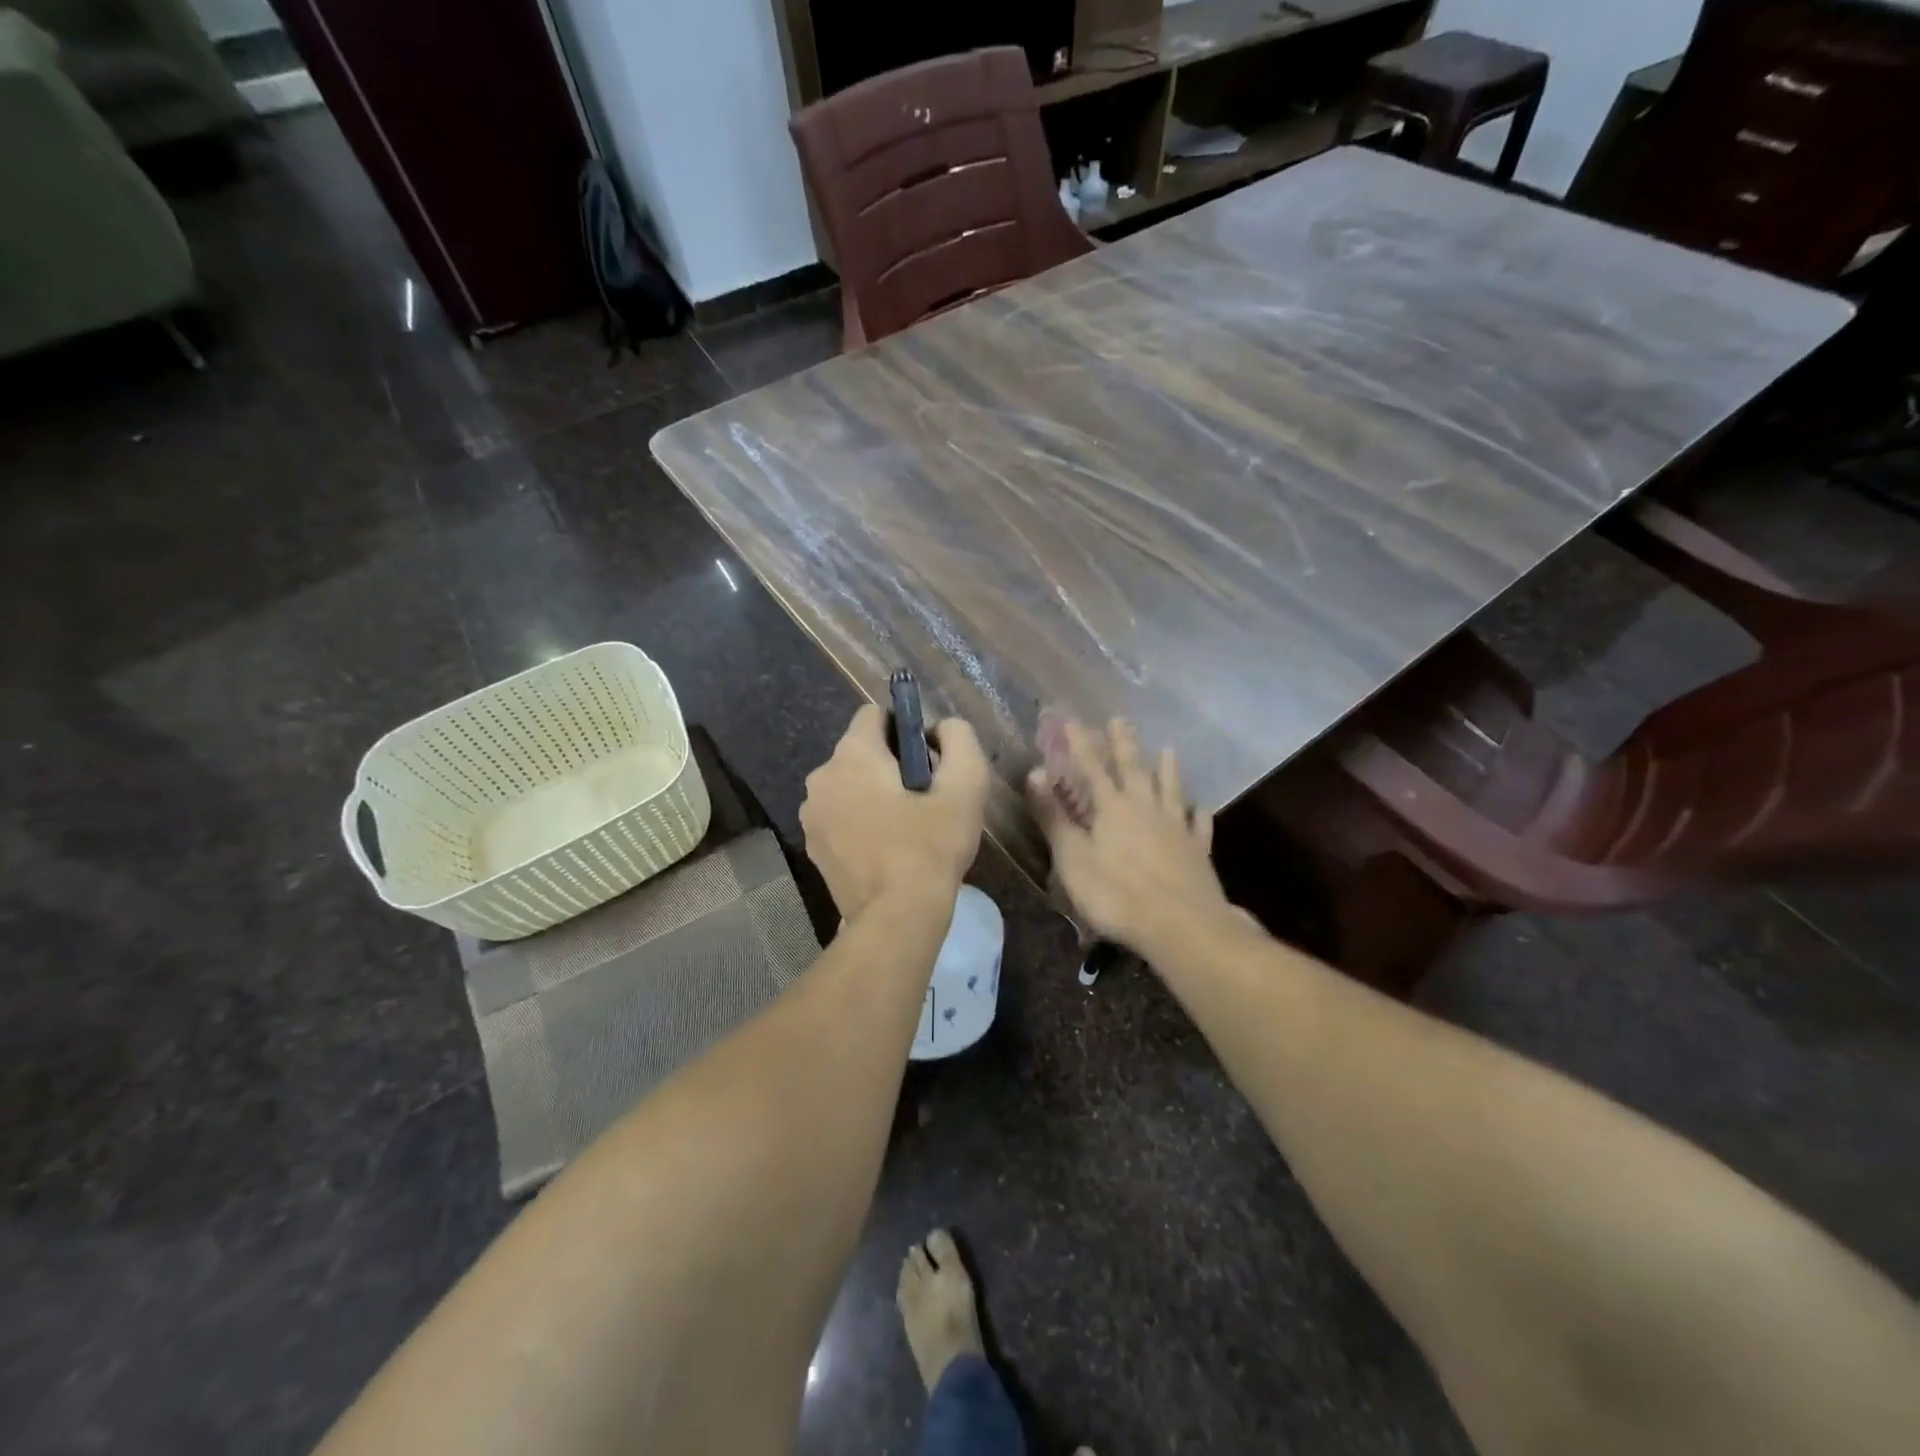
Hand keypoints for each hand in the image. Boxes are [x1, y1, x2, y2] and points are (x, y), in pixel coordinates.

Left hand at [801, 704, 989, 922]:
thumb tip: (941, 728)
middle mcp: (821, 777)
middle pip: (861, 752)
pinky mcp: (813, 846)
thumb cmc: (931, 844)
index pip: (874, 714)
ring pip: (849, 785)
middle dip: (891, 764)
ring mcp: (812, 814)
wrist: (897, 916)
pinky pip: (840, 816)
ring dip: (873, 794)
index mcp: (852, 754)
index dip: (905, 728)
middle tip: (924, 798)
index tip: (928, 760)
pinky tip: (886, 849)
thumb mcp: (966, 783)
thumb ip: (958, 738)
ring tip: (906, 827)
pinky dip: (860, 821)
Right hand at [1027, 717, 1234, 954]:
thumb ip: (1054, 816)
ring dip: (1168, 768)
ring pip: (1171, 789)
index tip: (1072, 720)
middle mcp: (1146, 808)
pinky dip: (1198, 812)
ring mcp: (1176, 828)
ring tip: (1168, 749)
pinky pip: (1198, 824)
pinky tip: (1200, 806)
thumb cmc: (1116, 894)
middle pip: (1134, 769)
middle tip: (1121, 719)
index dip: (1081, 744)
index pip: (1092, 768)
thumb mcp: (1072, 858)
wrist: (1180, 925)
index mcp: (1112, 809)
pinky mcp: (1197, 851)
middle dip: (1124, 744)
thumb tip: (1035, 774)